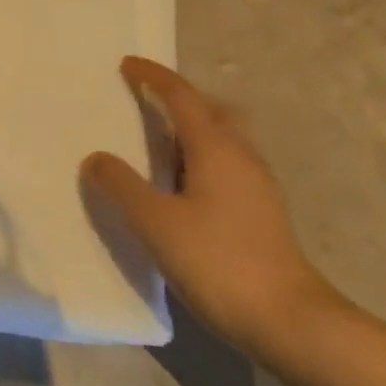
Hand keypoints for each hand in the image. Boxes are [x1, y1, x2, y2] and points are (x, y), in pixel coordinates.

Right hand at [82, 57, 337, 355]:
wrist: (289, 320)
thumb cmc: (218, 262)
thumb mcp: (156, 224)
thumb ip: (122, 186)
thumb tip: (95, 158)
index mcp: (216, 148)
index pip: (182, 96)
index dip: (153, 77)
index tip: (127, 65)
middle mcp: (241, 156)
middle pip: (211, 109)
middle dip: (179, 98)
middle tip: (146, 101)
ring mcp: (257, 184)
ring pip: (223, 138)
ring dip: (191, 129)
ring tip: (157, 144)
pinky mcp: (262, 210)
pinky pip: (227, 163)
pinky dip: (200, 156)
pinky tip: (182, 186)